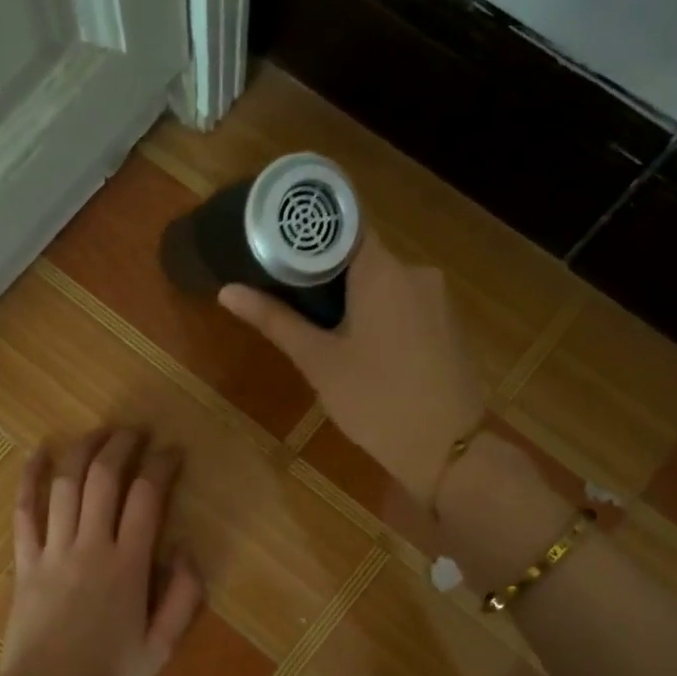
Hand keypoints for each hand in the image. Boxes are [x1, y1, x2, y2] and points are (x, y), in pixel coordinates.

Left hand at [0, 429, 204, 675]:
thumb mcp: (163, 647)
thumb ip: (184, 595)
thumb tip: (186, 547)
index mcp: (128, 566)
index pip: (148, 497)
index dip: (162, 465)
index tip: (173, 451)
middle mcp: (90, 547)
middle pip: (105, 477)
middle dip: (123, 445)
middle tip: (137, 432)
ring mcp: (52, 551)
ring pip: (66, 484)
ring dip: (84, 449)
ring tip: (101, 432)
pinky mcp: (24, 561)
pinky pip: (24, 510)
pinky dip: (29, 477)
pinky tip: (38, 451)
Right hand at [220, 235, 482, 503]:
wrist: (449, 450)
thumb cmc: (376, 401)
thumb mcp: (318, 362)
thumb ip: (275, 320)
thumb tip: (227, 290)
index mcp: (383, 270)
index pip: (343, 224)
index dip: (308, 233)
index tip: (277, 247)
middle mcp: (416, 271)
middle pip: (362, 255)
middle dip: (325, 273)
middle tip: (288, 298)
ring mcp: (438, 298)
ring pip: (384, 282)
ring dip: (354, 297)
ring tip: (321, 329)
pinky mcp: (449, 324)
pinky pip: (405, 304)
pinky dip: (380, 314)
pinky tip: (363, 348)